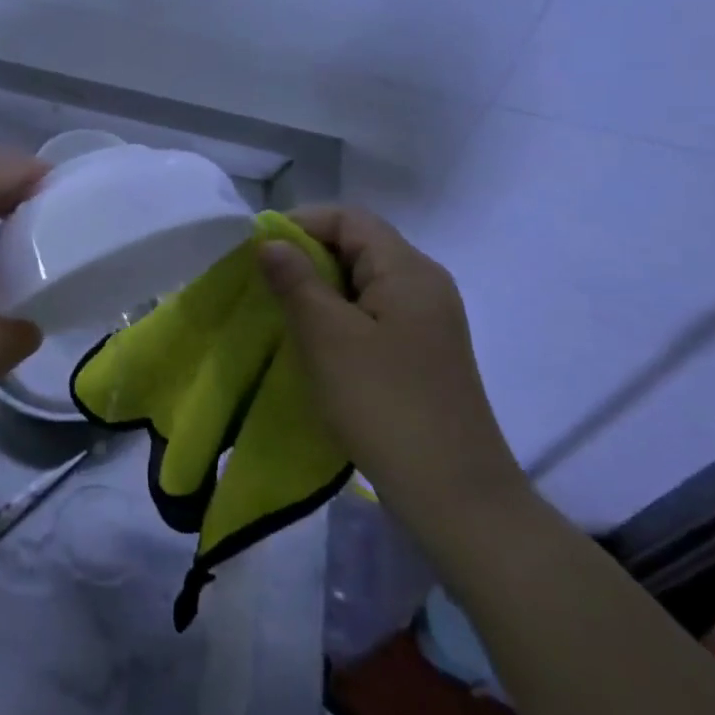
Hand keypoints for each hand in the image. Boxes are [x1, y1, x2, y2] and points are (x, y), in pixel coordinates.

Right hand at [258, 206, 525, 530]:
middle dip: (308, 258)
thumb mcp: (327, 336)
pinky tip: (317, 345)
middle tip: (266, 285)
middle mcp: (425, 284)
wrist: (455, 496)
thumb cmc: (384, 403)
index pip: (350, 218)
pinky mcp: (424, 352)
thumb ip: (295, 280)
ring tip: (284, 316)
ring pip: (363, 282)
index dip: (301, 223)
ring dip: (321, 290)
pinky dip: (340, 317)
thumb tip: (270, 242)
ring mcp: (429, 321)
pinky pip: (374, 314)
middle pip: (358, 246)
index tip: (259, 250)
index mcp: (408, 270)